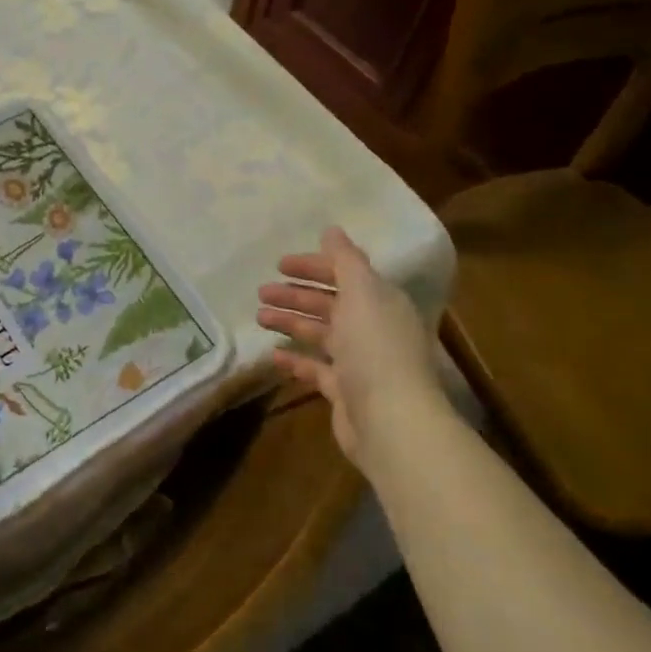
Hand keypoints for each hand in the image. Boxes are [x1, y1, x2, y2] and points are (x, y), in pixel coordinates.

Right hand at [256, 226, 441, 463]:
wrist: (391, 421)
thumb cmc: (375, 348)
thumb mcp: (362, 292)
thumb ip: (345, 260)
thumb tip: (332, 230)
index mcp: (380, 301)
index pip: (345, 274)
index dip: (314, 266)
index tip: (280, 264)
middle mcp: (372, 328)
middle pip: (329, 304)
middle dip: (296, 294)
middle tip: (262, 291)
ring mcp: (359, 362)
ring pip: (319, 334)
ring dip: (290, 322)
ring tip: (259, 317)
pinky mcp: (345, 392)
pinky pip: (315, 368)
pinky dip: (295, 359)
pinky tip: (272, 354)